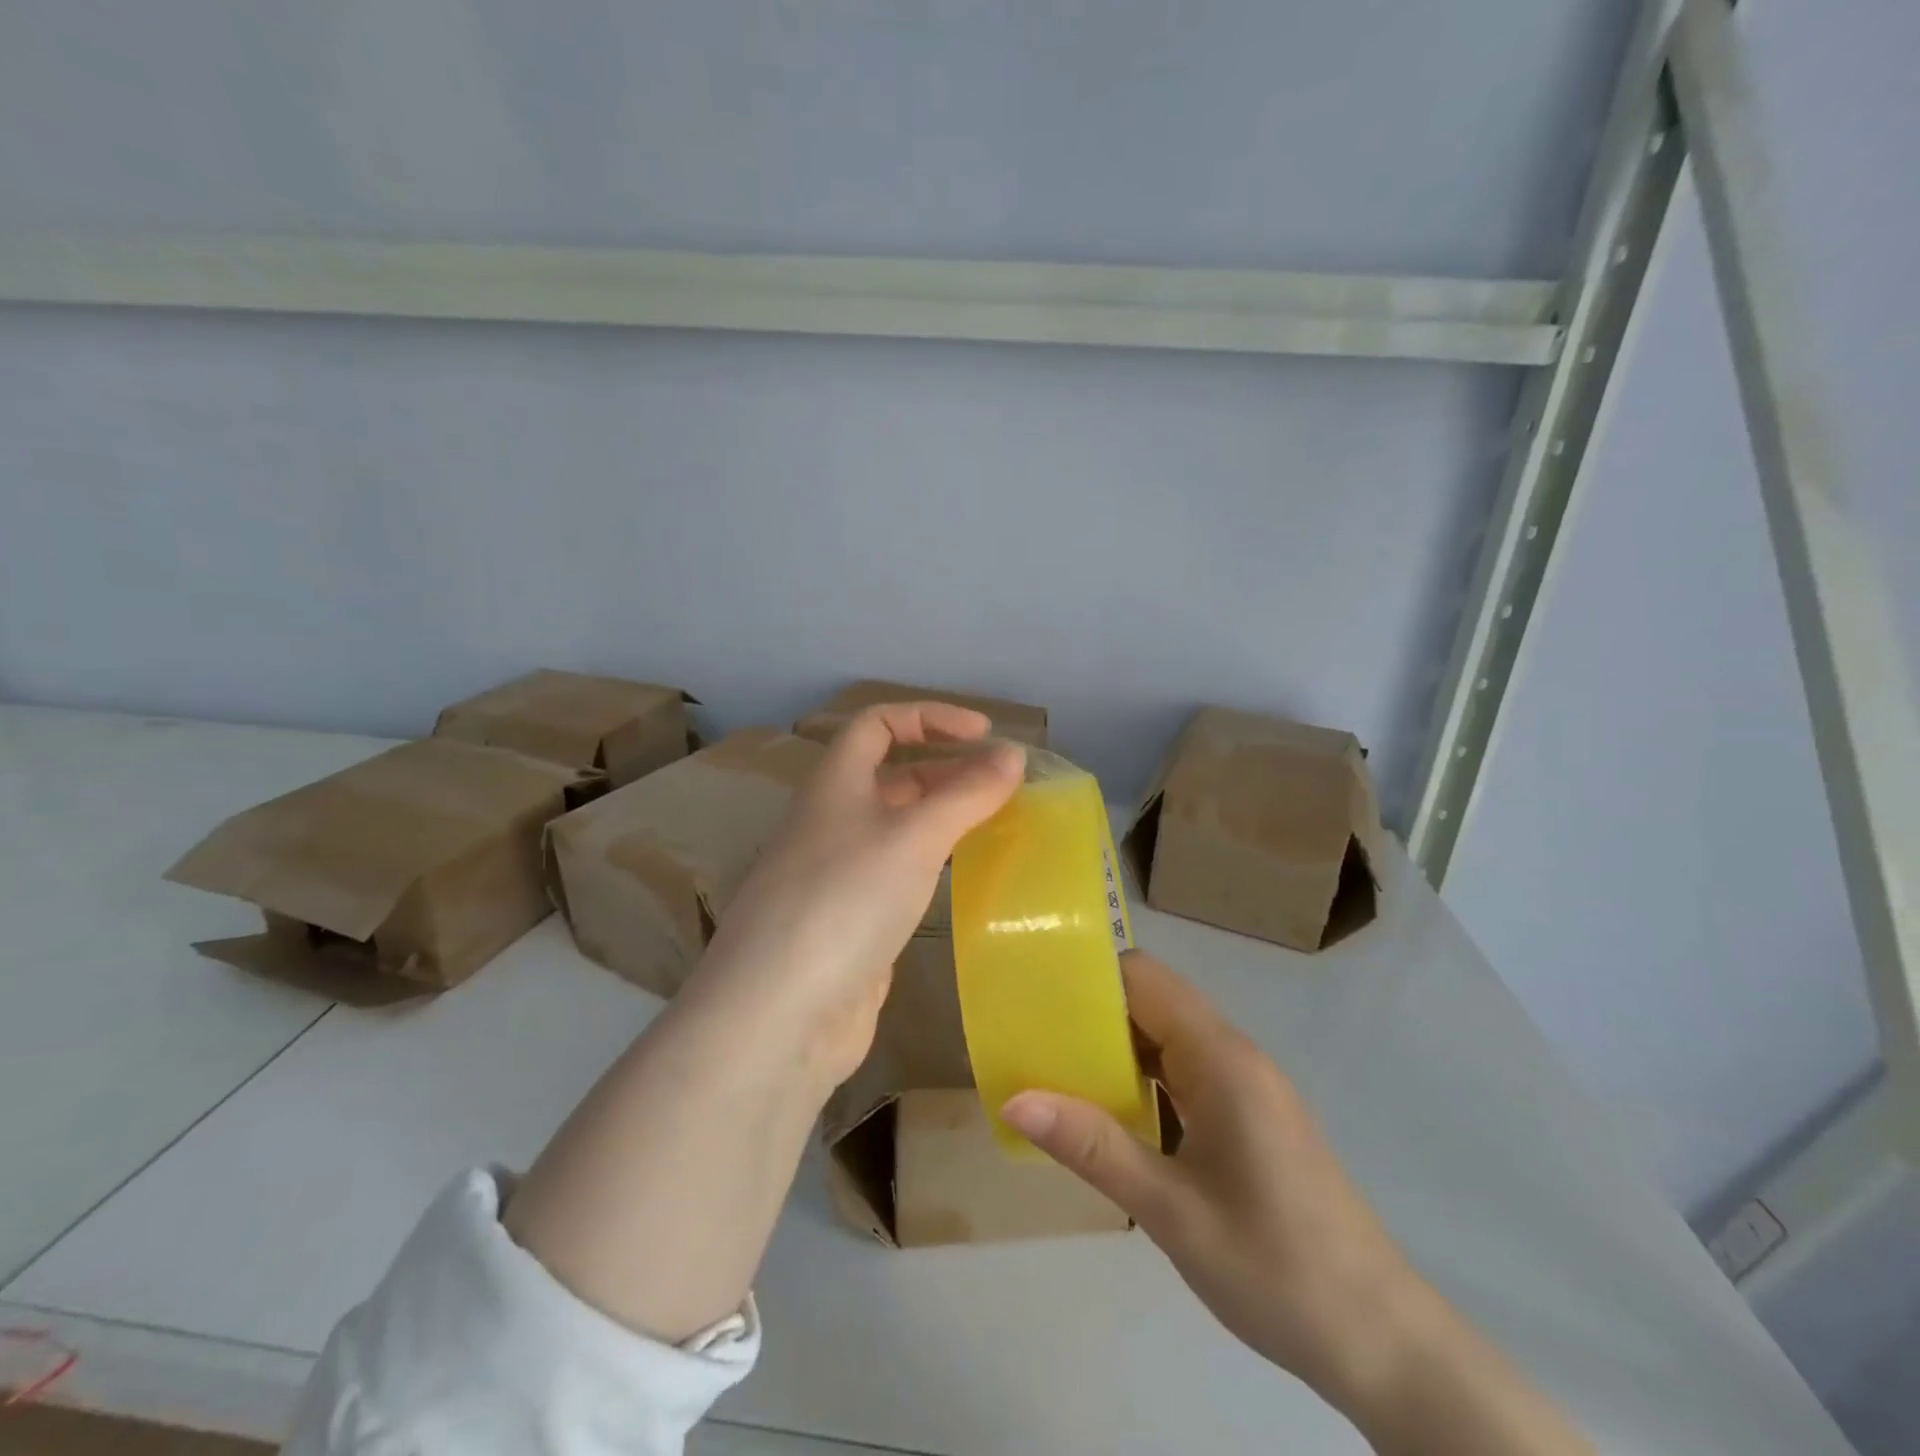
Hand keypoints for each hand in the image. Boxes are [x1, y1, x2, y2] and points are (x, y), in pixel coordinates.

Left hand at [508, 702, 1022, 1344]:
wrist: (781, 1014)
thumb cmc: (845, 901)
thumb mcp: (914, 837)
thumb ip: (967, 793)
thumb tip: (1013, 755)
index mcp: (834, 784)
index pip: (878, 723)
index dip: (930, 717)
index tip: (985, 735)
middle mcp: (831, 820)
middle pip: (891, 773)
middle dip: (947, 768)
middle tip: (1003, 785)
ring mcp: (837, 873)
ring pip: (896, 825)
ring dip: (943, 816)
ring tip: (996, 825)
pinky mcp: (849, 921)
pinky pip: (897, 872)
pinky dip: (932, 863)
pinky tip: (964, 878)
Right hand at [1002, 952, 1592, 1455]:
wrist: (1383, 1344)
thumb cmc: (1276, 1269)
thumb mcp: (1171, 1211)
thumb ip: (1092, 1147)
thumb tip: (1015, 1098)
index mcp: (1220, 1057)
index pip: (1143, 977)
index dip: (1088, 977)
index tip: (1034, 996)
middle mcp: (1233, 1055)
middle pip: (1151, 1001)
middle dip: (1090, 1013)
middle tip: (1030, 1041)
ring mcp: (1244, 1085)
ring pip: (1165, 1038)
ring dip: (1113, 1049)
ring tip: (1054, 1074)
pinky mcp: (1248, 1116)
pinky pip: (1182, 1073)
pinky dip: (1141, 1080)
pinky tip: (1109, 1117)